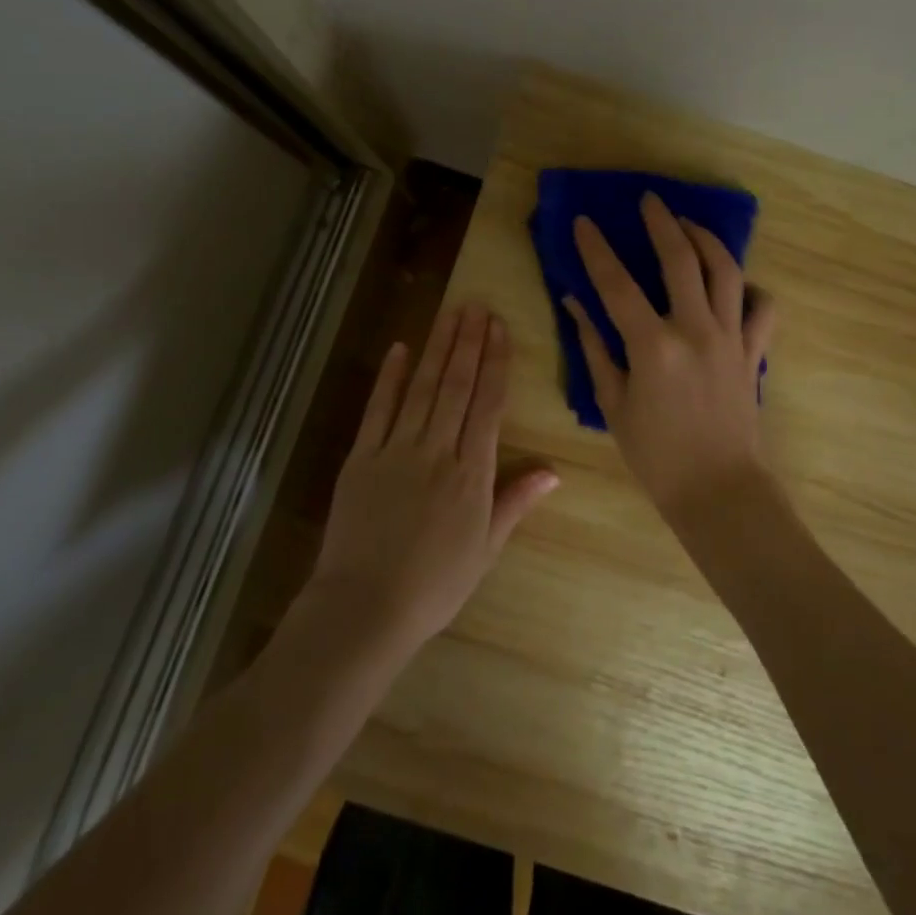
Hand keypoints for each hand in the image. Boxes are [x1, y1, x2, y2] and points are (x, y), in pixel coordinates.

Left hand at [310, 302, 559, 648]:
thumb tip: (554, 471)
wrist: (366, 608)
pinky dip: (389, 377)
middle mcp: (438, 451)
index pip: (489, 405)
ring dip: (438, 348)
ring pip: (422, 388)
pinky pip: (378, 409)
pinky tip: (399, 348)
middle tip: (477, 306)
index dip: (496, 363)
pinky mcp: (361, 458)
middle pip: (457, 386)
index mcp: (473, 473)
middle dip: (469, 343)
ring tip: (451, 313)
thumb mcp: (486, 549)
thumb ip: (515, 502)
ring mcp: (397, 450)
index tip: (500, 329)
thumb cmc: (435, 585)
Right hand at [564, 193, 777, 520]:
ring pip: (726, 271)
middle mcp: (695, 330)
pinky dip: (751, 289)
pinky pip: (763, 308)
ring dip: (706, 240)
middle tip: (650, 200)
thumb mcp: (613, 403)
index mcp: (653, 346)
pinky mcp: (753, 352)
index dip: (596, 250)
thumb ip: (595, 348)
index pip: (617, 284)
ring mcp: (731, 338)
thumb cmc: (657, 456)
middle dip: (661, 223)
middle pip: (680, 259)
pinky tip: (736, 283)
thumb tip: (575, 304)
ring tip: (689, 224)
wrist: (719, 491)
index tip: (583, 223)